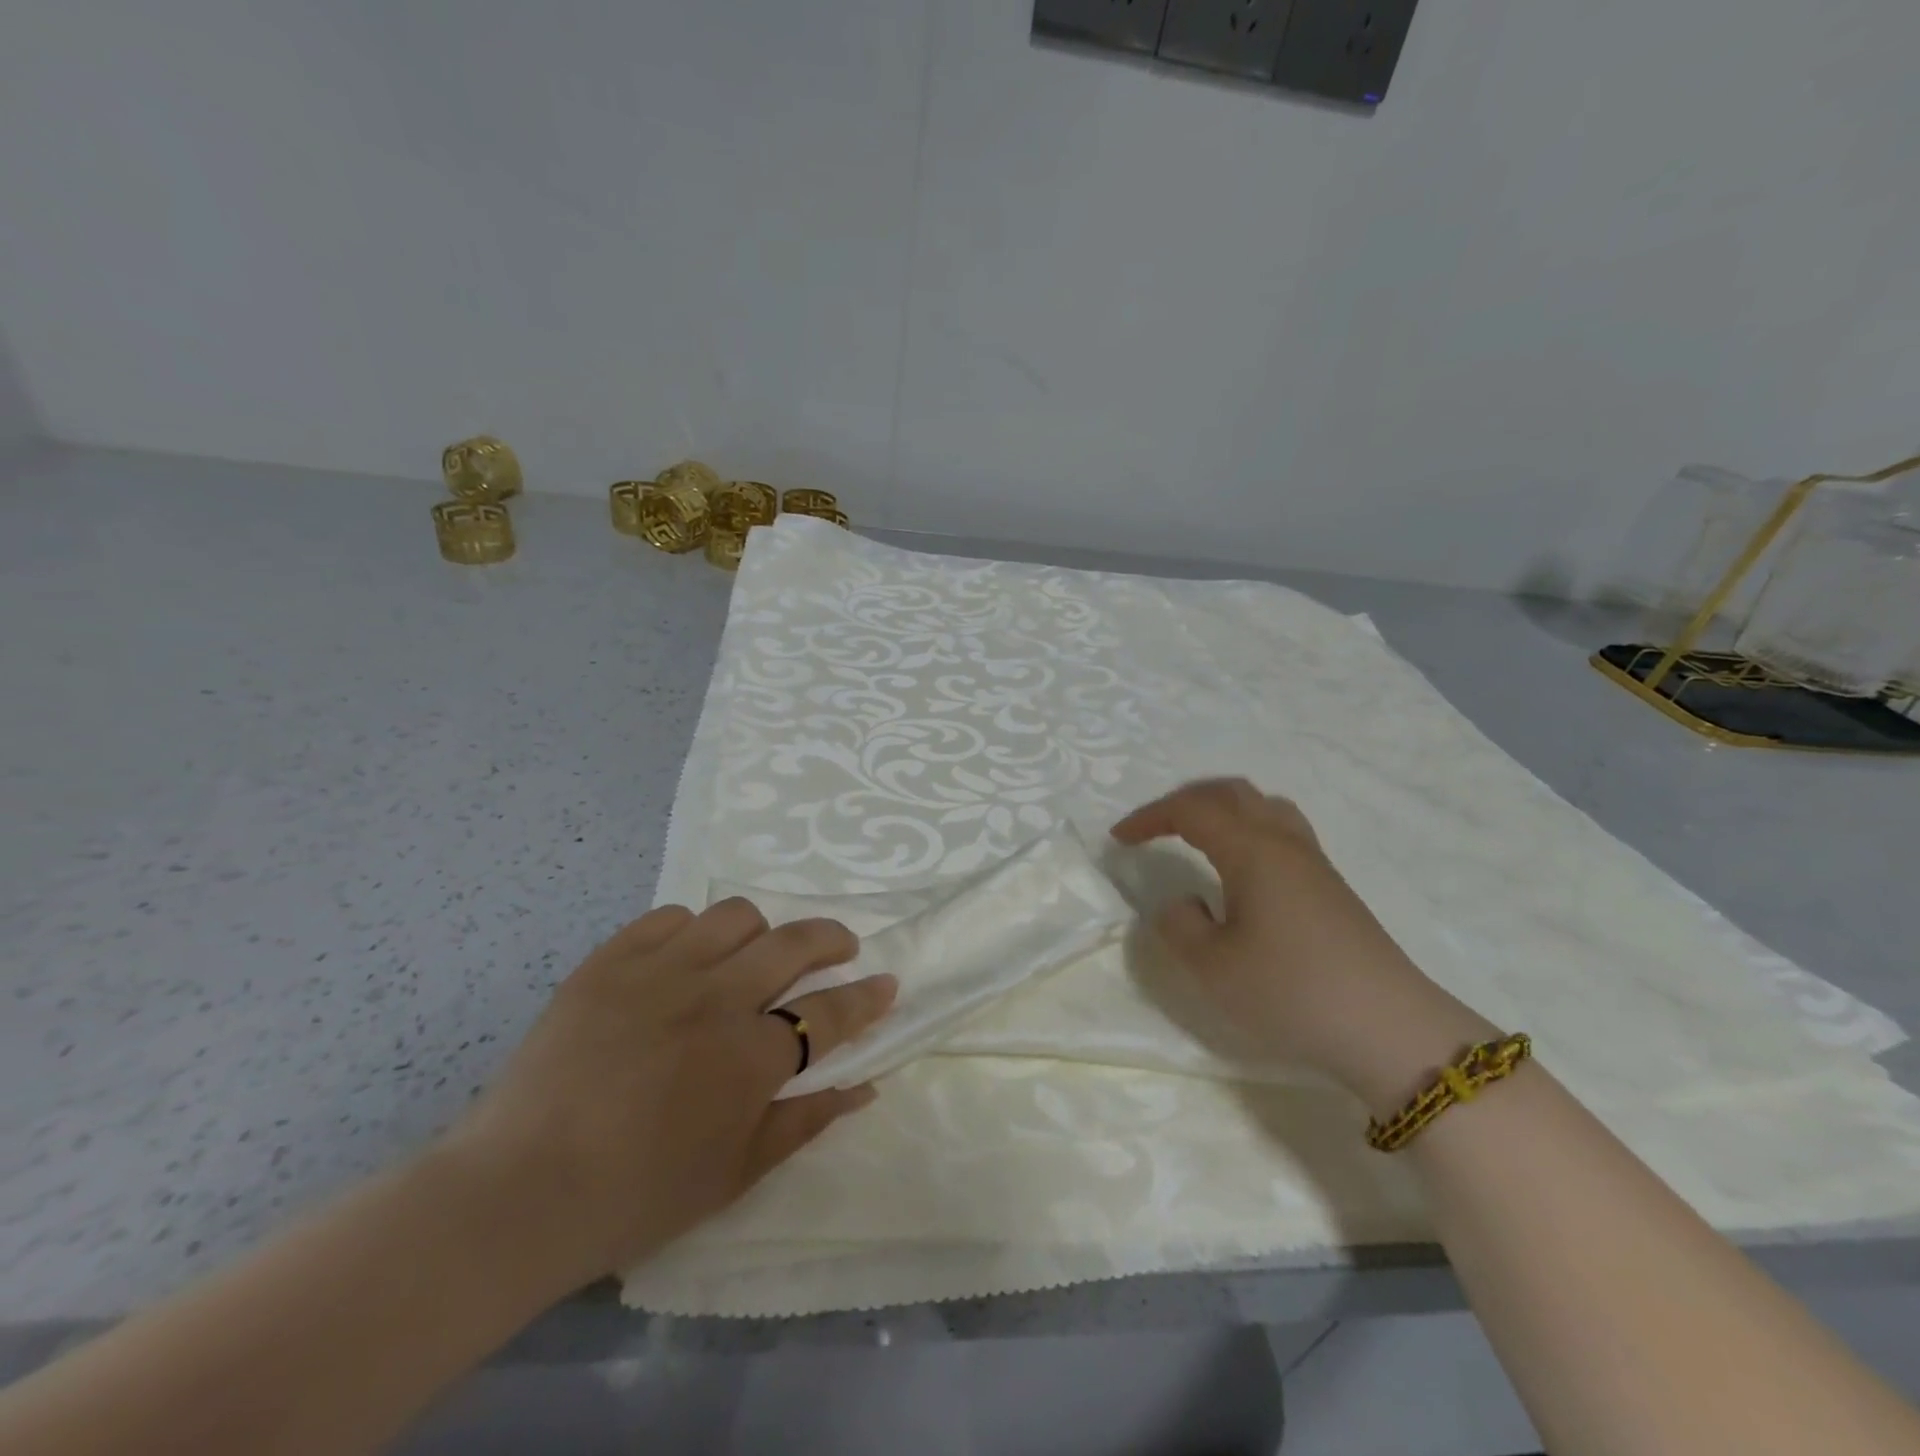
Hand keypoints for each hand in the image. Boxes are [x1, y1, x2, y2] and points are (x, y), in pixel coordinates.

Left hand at [443, 900, 895, 1296]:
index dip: (866, 997)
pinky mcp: (610, 960)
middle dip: (832, 939)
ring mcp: (660, 970)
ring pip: (735, 916)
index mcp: (750, 1057)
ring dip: (761, 930)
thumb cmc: (635, 1196)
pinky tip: (687, 956)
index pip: (831, 1012)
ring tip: (755, 952)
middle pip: (794, 943)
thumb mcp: (736, 1174)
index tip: (886, 982)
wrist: (517, 1190)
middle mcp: (715, 998)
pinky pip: (669, 916)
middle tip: (840, 947)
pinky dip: (691, 929)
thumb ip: (806, 1120)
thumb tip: (864, 1087)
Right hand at [1112, 778, 1496, 1111]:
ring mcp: (1314, 862)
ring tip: (1198, 834)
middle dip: (1184, 801)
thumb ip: (1179, 927)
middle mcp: (1283, 842)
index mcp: (1251, 850)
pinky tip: (1243, 867)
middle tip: (1154, 827)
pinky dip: (1248, 827)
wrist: (1389, 1028)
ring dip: (1221, 808)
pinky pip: (1282, 829)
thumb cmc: (1292, 992)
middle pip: (1230, 792)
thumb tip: (1182, 903)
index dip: (1149, 817)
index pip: (1191, 810)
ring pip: (1262, 805)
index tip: (1119, 840)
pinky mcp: (1332, 886)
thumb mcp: (1212, 968)